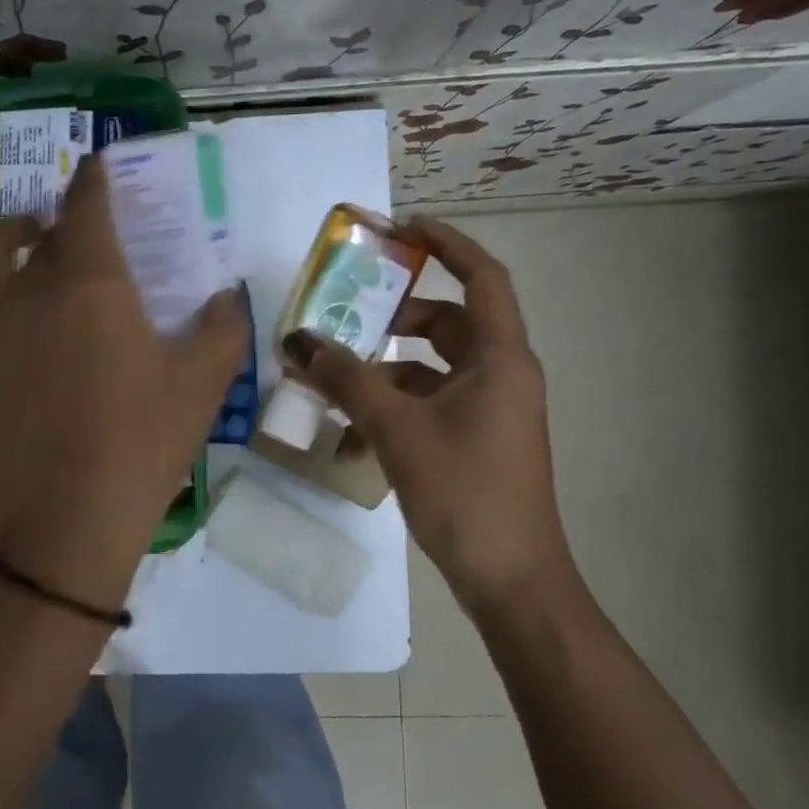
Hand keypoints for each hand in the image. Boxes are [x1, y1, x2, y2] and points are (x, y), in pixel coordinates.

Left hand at [0, 156, 247, 612]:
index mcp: (93, 283)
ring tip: (22, 241)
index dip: (96, 179)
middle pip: (43, 230)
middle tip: (82, 239)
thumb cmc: (136, 452)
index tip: (102, 170)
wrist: (59, 527)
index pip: (90, 205)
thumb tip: (224, 293)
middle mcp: (31, 285)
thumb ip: (222, 328)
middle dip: (63, 222)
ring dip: (8, 235)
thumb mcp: (201, 389)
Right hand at [283, 217, 574, 617]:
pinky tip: (353, 442)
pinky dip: (393, 411)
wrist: (510, 580)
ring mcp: (490, 410)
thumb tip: (298, 340)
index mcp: (500, 358)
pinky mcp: (475, 440)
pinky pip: (430, 406)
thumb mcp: (396, 430)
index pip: (482, 277)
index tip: (401, 228)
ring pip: (432, 369)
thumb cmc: (463, 492)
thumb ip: (346, 380)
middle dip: (396, 318)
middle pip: (448, 322)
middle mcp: (501, 375)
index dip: (446, 244)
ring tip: (334, 385)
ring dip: (384, 373)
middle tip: (349, 316)